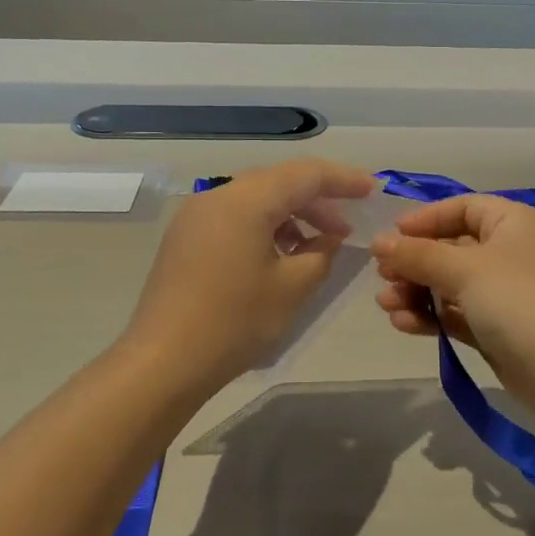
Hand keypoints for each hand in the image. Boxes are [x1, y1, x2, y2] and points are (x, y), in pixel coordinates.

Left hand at [121, 158, 375, 388]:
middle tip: (346, 226)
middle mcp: (218, 196)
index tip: (371, 190)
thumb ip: (321, 254)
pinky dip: (264, 226)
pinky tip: (280, 255)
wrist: (163, 361)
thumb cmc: (234, 321)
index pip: (305, 174)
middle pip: (278, 182)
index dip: (342, 180)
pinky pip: (234, 217)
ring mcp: (196, 216)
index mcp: (246, 200)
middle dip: (317, 199)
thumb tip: (328, 238)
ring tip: (316, 244)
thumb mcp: (292, 288)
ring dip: (290, 214)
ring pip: (255, 199)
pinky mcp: (185, 238)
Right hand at [371, 196, 534, 410]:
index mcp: (512, 222)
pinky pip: (454, 312)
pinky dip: (429, 315)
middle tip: (382, 276)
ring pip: (448, 283)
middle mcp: (509, 251)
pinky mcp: (494, 326)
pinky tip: (403, 323)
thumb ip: (417, 254)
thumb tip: (377, 241)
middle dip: (414, 262)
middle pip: (450, 247)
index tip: (392, 237)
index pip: (462, 208)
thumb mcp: (464, 269)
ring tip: (386, 304)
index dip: (425, 219)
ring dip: (415, 291)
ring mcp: (502, 291)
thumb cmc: (516, 300)